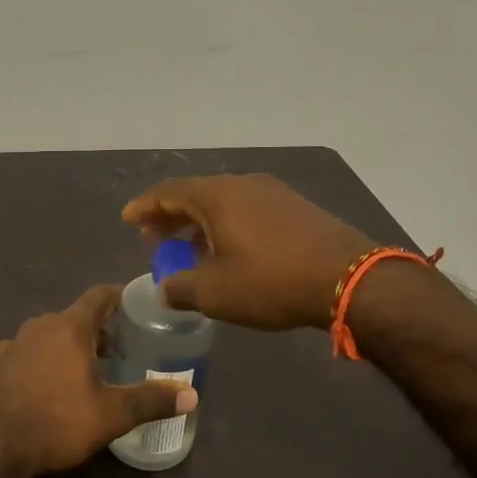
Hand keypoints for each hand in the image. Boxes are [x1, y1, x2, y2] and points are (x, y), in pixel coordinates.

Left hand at [0, 284, 197, 476]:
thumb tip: (192, 395)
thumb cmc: (56, 422)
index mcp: (69, 326)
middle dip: (100, 328)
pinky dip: (46, 359)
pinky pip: (29, 352)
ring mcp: (14, 343)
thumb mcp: (111, 414)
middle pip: (76, 316)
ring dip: (72, 344)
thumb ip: (151, 400)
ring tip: (91, 367)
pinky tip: (52, 382)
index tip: (138, 303)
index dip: (120, 296)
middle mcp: (40, 325)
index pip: (99, 295)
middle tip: (124, 346)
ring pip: (51, 333)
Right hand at [122, 174, 375, 330]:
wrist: (348, 278)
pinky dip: (228, 225)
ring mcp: (273, 193)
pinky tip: (231, 251)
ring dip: (200, 223)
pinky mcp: (296, 207)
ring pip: (224, 202)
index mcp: (217, 196)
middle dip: (171, 215)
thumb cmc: (271, 282)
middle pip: (196, 194)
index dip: (145, 206)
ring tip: (191, 249)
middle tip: (154, 237)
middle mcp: (243, 184)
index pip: (169, 192)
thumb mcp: (215, 293)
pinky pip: (248, 209)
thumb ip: (180, 288)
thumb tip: (164, 288)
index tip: (128, 219)